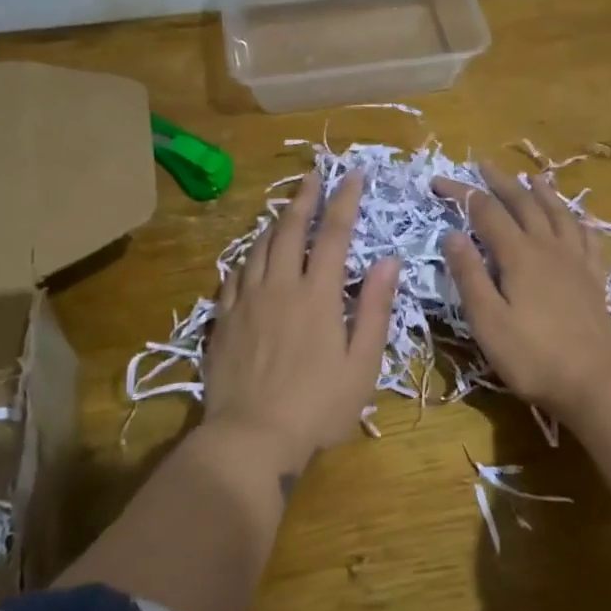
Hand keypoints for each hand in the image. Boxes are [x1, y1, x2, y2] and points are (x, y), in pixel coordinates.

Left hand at [204, 172, 399, 476]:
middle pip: (290, 229)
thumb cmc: (318, 406)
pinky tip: (250, 256)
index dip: (345, 200)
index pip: (333, 233)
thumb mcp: (362, 363)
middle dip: (305, 197)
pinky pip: (233, 275)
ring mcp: (246, 300)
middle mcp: (279, 286)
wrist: (250, 436)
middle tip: (315, 174)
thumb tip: (388, 260)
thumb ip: (374, 309)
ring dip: (276, 221)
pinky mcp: (222, 319)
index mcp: (317, 294)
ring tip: (286, 208)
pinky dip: (247, 257)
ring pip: (259, 246)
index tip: (354, 174)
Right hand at [432, 161, 610, 418]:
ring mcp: (577, 261)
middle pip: (524, 203)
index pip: (485, 211)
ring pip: (559, 213)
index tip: (437, 182)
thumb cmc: (532, 356)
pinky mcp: (595, 278)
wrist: (594, 383)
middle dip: (500, 182)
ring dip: (542, 192)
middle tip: (482, 165)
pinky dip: (578, 219)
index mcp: (519, 255)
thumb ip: (469, 275)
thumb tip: (452, 233)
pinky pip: (588, 236)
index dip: (461, 193)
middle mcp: (549, 247)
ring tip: (532, 177)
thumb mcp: (487, 320)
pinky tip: (576, 218)